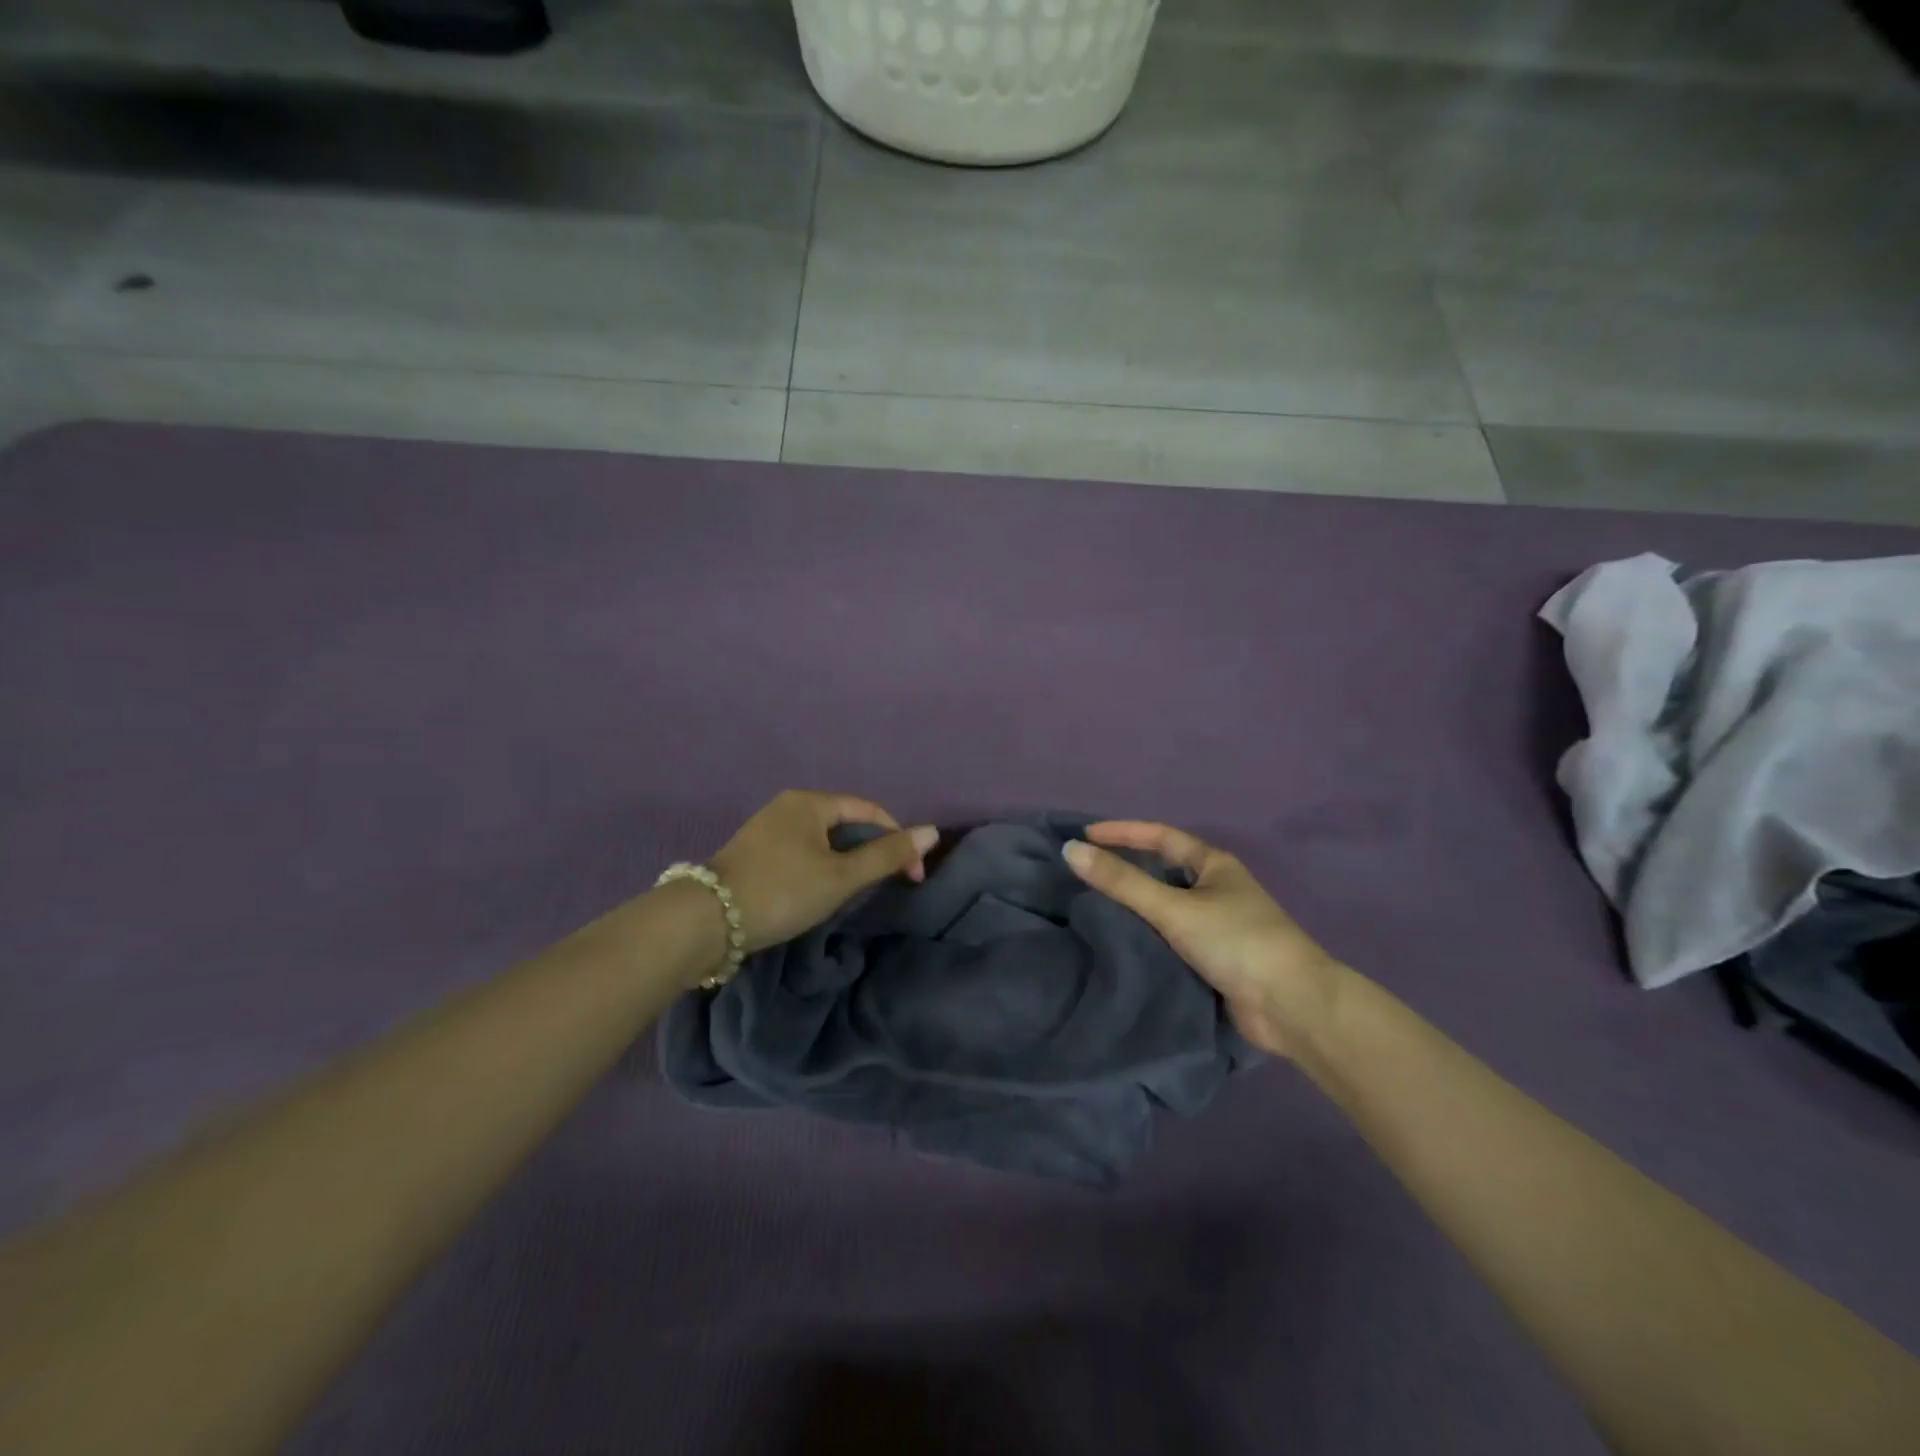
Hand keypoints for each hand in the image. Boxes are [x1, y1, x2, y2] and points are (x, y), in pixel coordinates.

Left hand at [706, 791, 938, 953]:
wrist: (706, 921)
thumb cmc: (782, 890)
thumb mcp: (841, 876)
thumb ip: (887, 855)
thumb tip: (932, 832)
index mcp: (810, 801)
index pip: (869, 810)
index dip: (897, 839)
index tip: (912, 876)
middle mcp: (788, 805)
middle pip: (846, 823)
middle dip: (871, 851)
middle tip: (886, 884)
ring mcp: (767, 828)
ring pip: (823, 840)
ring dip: (847, 861)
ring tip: (856, 891)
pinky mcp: (753, 853)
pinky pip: (802, 851)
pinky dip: (821, 867)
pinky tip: (820, 891)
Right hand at [1064, 822, 1348, 1058]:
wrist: (1292, 1007)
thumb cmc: (1236, 941)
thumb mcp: (1174, 907)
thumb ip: (1122, 882)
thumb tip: (1070, 850)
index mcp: (1214, 865)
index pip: (1160, 836)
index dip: (1122, 832)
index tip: (1083, 835)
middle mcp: (1216, 890)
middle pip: (1161, 872)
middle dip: (1125, 871)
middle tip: (1082, 874)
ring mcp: (1216, 927)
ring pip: (1164, 909)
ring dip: (1133, 909)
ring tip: (1088, 909)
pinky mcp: (1213, 962)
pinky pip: (1169, 941)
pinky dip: (1145, 940)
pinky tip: (1117, 945)